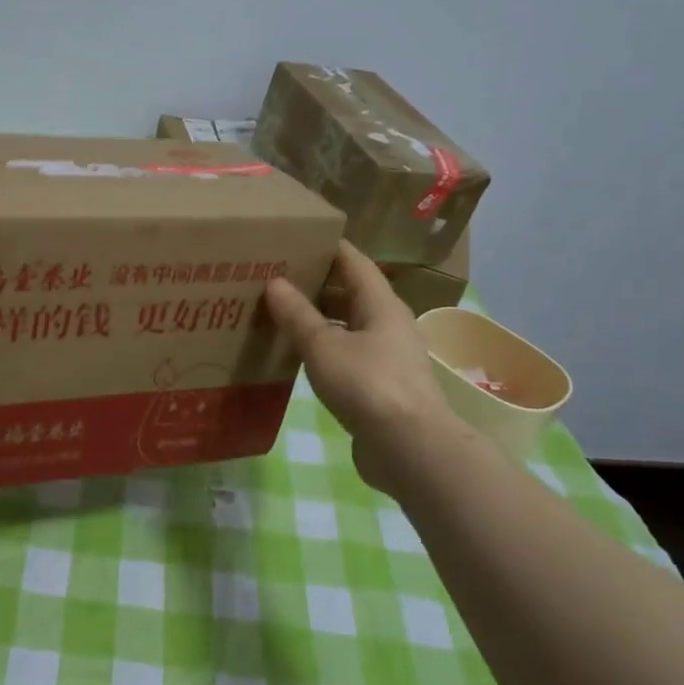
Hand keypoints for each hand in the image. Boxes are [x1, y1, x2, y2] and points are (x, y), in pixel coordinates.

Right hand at [264, 241, 456, 489]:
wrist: (408, 447)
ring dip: (318, 317)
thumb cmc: (367, 385)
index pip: (354, 262)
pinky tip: (297, 353)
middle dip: (317, 283)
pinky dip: (323, 347)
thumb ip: (298, 315)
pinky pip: (347, 352)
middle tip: (277, 276)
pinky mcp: (380, 385)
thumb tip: (274, 283)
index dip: (328, 247)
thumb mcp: (323, 346)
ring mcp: (387, 356)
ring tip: (280, 312)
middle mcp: (388, 324)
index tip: (297, 237)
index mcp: (381, 304)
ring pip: (348, 324)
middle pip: (351, 292)